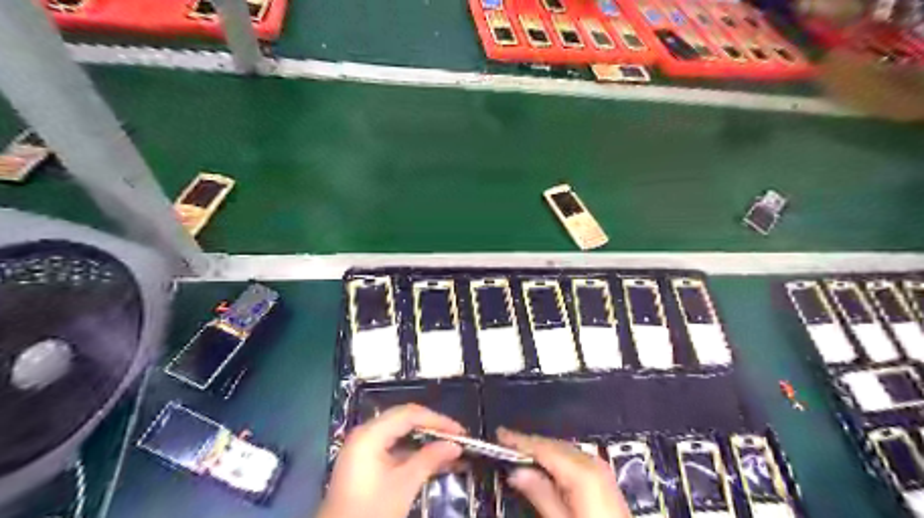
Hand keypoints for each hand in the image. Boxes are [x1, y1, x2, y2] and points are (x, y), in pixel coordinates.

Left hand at [319, 405, 466, 517]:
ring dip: (425, 441)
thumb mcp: (404, 485)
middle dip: (432, 428)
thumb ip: (430, 459)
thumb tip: (454, 446)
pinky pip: (393, 447)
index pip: (409, 415)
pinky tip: (432, 460)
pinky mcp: (365, 462)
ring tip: (449, 449)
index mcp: (370, 434)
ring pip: (400, 434)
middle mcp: (365, 433)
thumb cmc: (371, 510)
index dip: (437, 420)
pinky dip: (413, 452)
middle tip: (456, 437)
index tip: (460, 431)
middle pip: (404, 420)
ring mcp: (363, 447)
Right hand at [495, 427, 631, 517]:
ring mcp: (601, 469)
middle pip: (554, 445)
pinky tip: (545, 464)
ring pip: (563, 449)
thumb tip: (518, 472)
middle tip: (505, 442)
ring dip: (541, 450)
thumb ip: (540, 494)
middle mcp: (593, 463)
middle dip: (529, 443)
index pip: (542, 446)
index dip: (518, 439)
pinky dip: (556, 458)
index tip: (500, 434)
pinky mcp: (604, 478)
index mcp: (582, 470)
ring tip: (520, 451)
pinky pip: (574, 458)